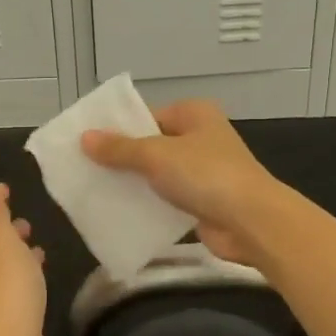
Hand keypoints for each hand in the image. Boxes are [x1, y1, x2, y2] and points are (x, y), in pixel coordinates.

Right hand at [80, 100, 284, 266]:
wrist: (251, 222)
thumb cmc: (205, 175)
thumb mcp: (156, 156)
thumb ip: (119, 149)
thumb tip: (84, 138)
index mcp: (194, 114)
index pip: (147, 115)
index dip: (118, 129)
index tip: (86, 143)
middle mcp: (200, 137)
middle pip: (151, 145)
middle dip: (122, 159)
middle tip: (85, 169)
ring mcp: (203, 171)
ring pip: (158, 174)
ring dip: (133, 184)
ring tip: (95, 192)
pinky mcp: (203, 201)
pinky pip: (167, 199)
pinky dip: (148, 205)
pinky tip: (120, 213)